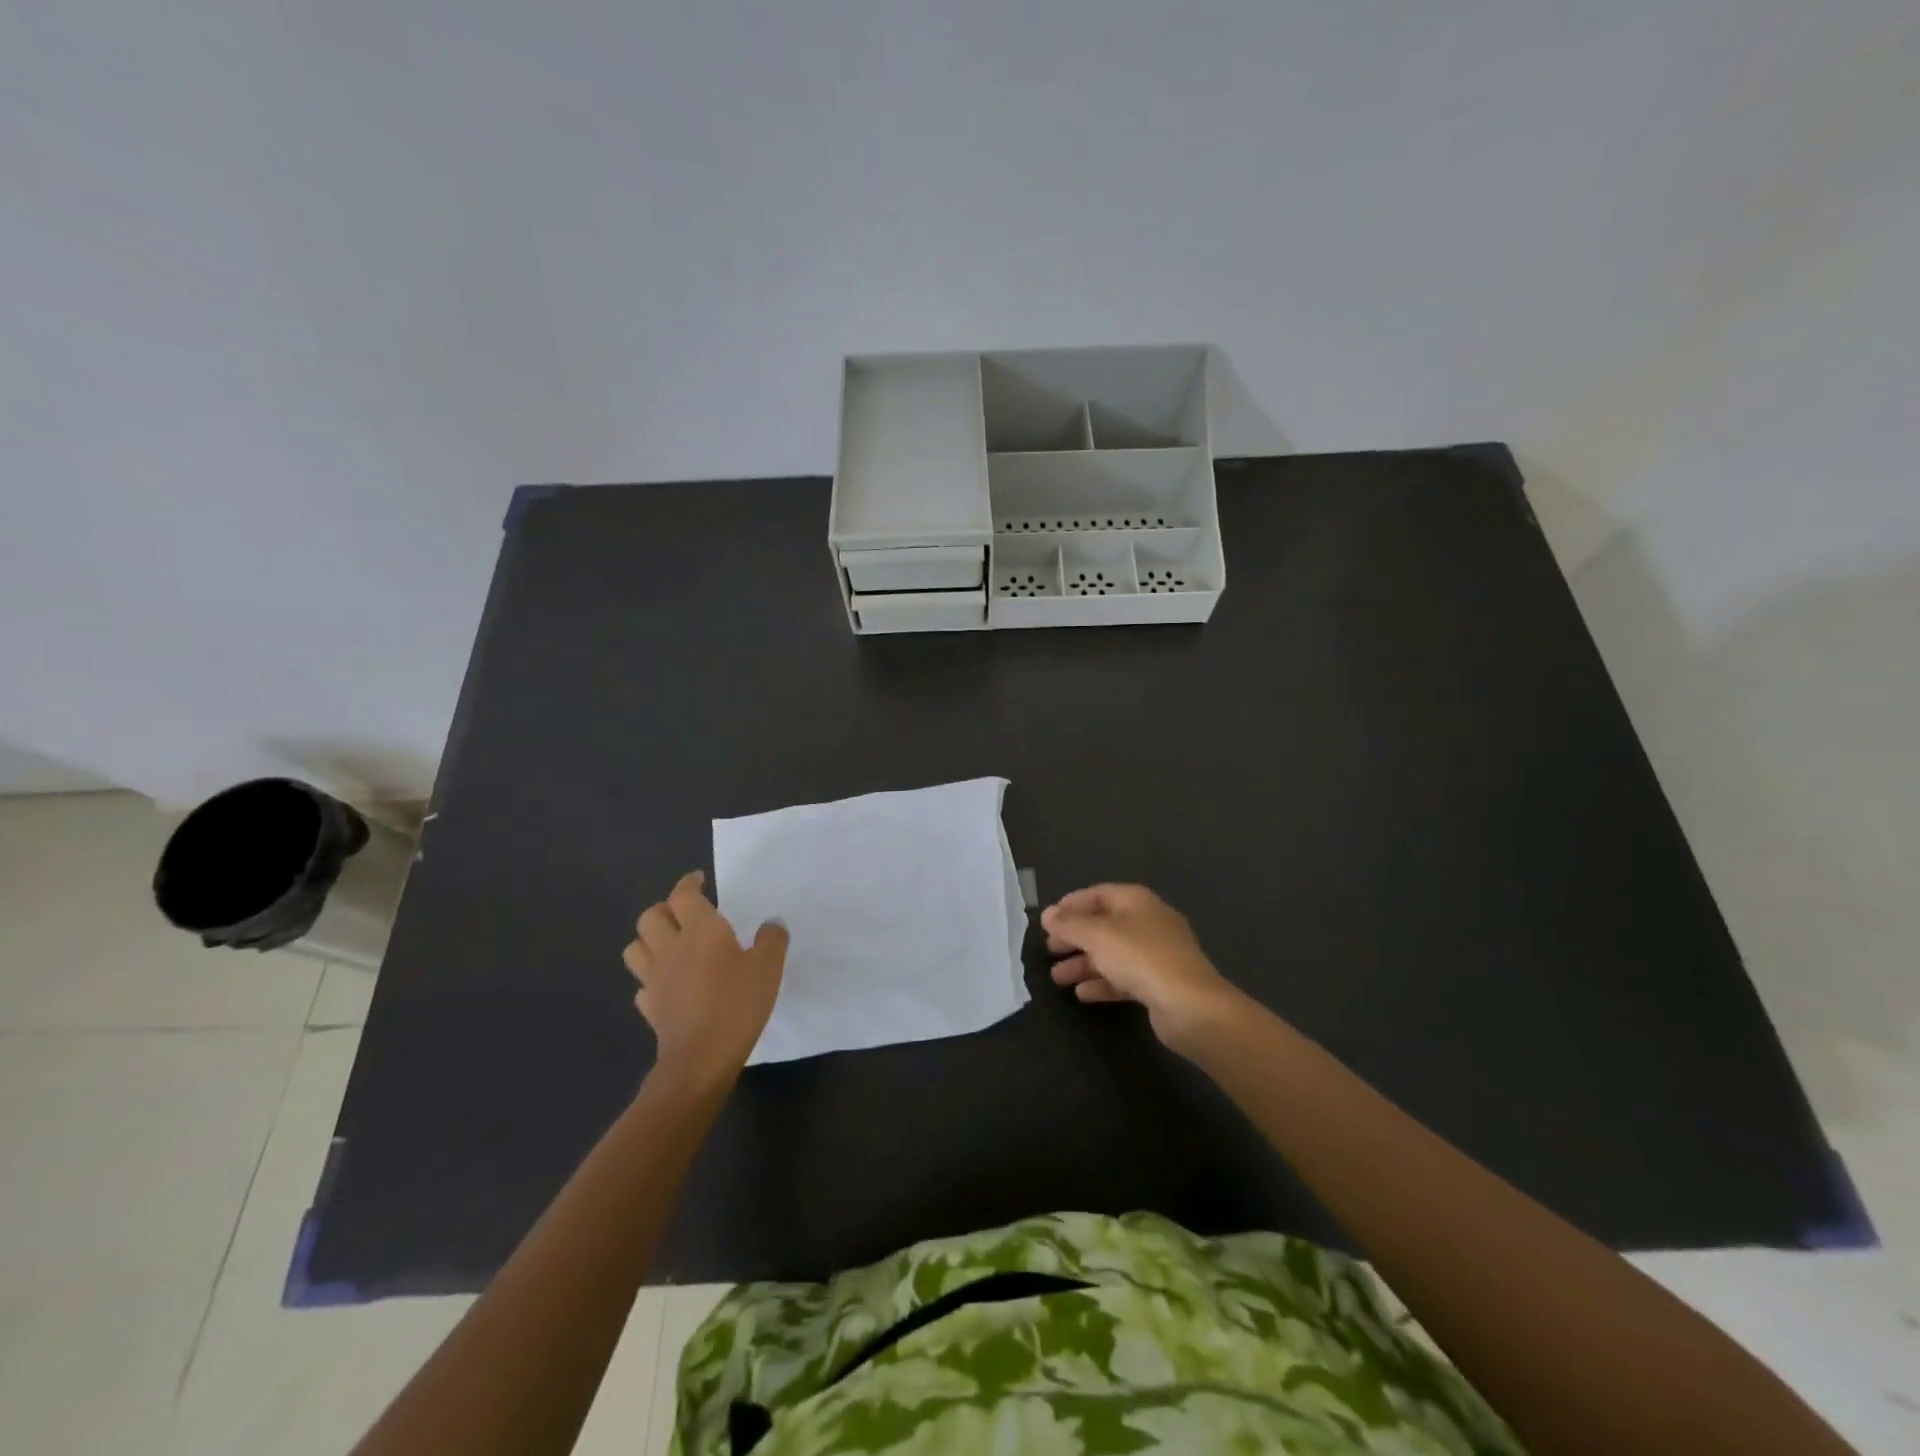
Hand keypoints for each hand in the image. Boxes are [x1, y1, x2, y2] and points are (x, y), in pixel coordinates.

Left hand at [622, 870, 787, 1086]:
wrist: (700, 1059)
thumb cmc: (737, 1004)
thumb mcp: (768, 968)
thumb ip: (772, 940)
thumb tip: (771, 923)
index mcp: (701, 930)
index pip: (684, 895)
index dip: (689, 883)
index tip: (698, 880)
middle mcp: (671, 948)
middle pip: (651, 916)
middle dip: (665, 908)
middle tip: (685, 912)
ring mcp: (655, 979)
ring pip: (636, 947)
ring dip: (649, 939)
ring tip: (669, 943)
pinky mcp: (650, 1008)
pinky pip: (642, 984)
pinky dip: (651, 978)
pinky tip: (667, 984)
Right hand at [1042, 883, 1242, 1052]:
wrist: (1190, 1006)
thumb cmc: (1141, 958)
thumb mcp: (1098, 936)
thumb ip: (1070, 924)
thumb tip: (1048, 914)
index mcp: (1137, 901)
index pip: (1099, 894)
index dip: (1072, 904)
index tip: (1049, 919)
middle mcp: (1148, 922)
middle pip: (1105, 925)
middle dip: (1075, 937)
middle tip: (1050, 949)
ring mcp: (1156, 954)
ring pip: (1112, 954)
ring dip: (1084, 964)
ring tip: (1057, 978)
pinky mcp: (1159, 983)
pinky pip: (1124, 977)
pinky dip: (1103, 982)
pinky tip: (1082, 994)